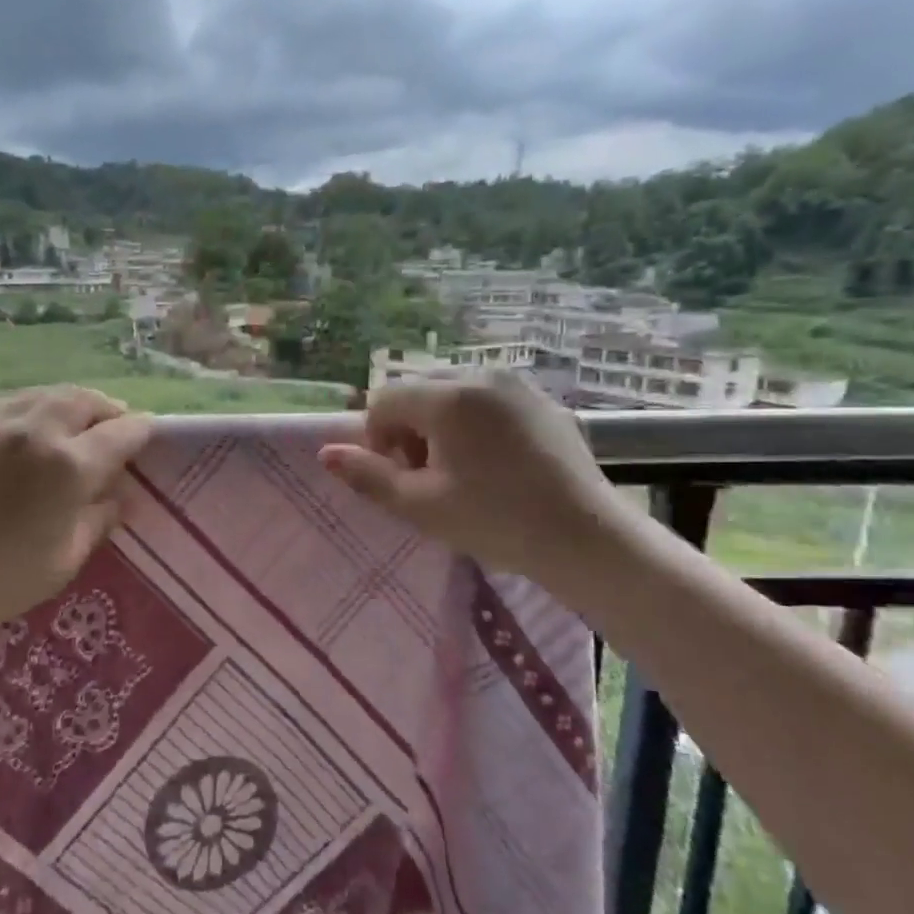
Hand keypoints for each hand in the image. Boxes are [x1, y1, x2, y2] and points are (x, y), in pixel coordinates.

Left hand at [0, 386, 153, 632]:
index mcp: (71, 466)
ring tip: (75, 418)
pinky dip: (31, 407)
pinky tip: (31, 425)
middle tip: (113, 423)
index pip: (121, 432)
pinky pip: (8, 404)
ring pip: (45, 394)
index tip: (147, 432)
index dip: (140, 430)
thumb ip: (100, 518)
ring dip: (69, 402)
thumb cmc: (8, 579)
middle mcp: (37, 433)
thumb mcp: (69, 556)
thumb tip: (118, 495)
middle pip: (83, 400)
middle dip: (106, 408)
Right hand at [318, 372, 623, 577]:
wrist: (586, 538)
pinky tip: (495, 462)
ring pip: (452, 390)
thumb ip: (367, 475)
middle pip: (417, 389)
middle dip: (408, 426)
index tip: (401, 475)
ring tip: (460, 468)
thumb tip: (326, 453)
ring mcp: (517, 385)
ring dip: (439, 421)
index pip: (384, 398)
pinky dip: (474, 420)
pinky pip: (488, 398)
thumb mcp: (420, 505)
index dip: (378, 437)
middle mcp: (481, 375)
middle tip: (427, 473)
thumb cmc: (495, 521)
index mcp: (448, 397)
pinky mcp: (543, 400)